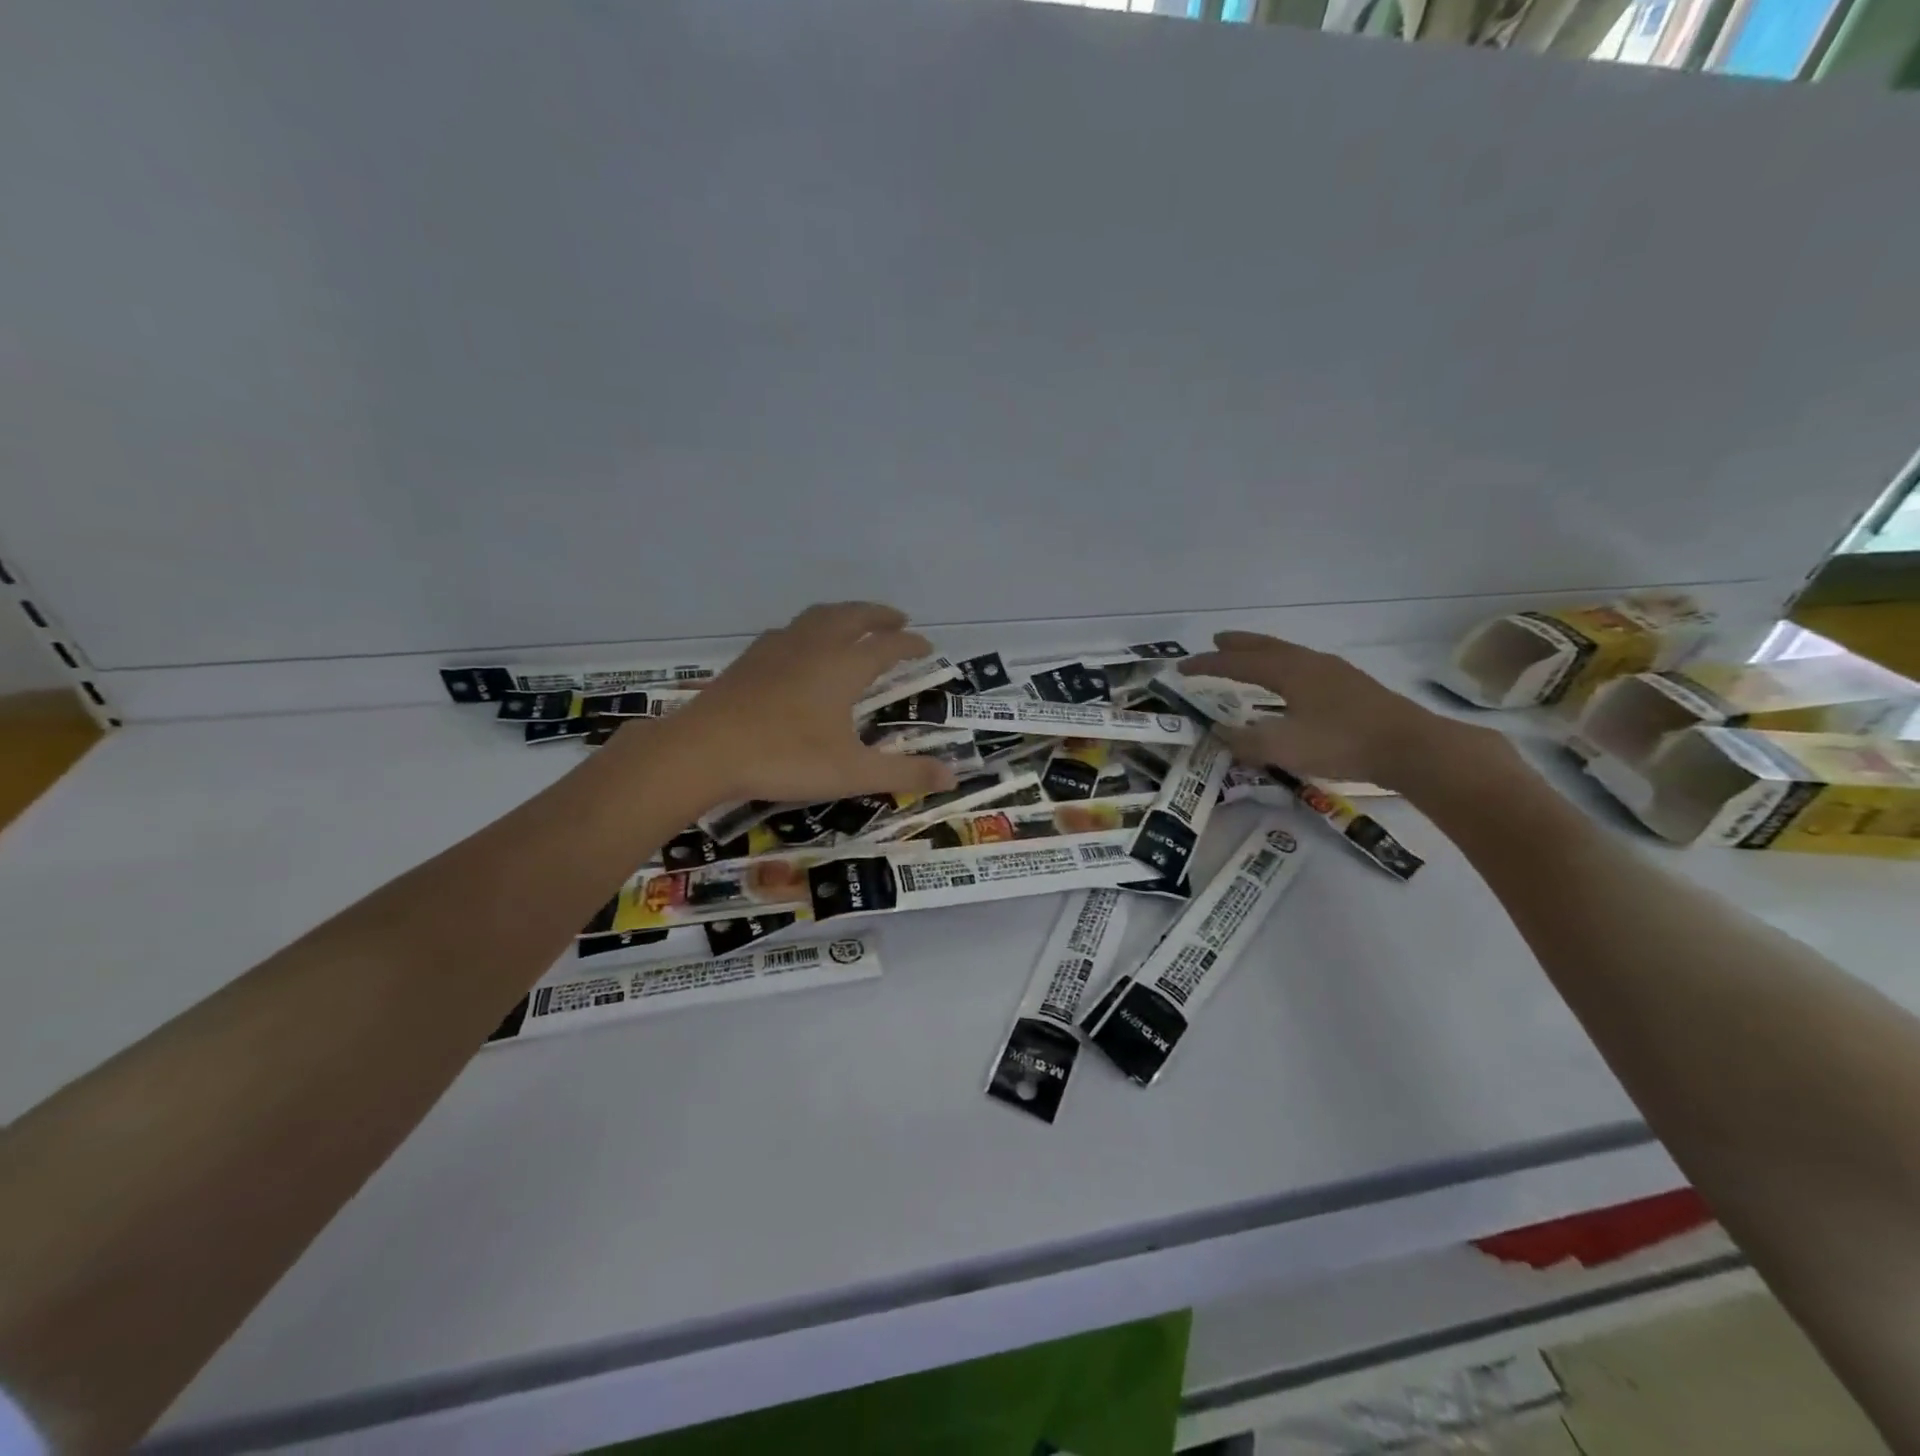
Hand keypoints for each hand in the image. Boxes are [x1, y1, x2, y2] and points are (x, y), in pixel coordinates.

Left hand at [645, 602, 959, 806]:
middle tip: (898, 620)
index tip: (927, 647)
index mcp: (844, 666)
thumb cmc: (784, 758)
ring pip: (818, 616)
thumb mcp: (852, 773)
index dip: (911, 644)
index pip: (887, 645)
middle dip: (879, 615)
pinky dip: (809, 629)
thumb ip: (904, 773)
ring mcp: (777, 648)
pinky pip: (789, 630)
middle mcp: (814, 646)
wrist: (703, 750)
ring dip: (844, 614)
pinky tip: (799, 646)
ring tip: (854, 623)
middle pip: (854, 616)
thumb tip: (953, 776)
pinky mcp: (749, 660)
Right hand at [1180, 631, 1478, 790]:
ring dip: (1263, 653)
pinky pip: (1305, 667)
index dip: (1208, 665)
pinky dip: (1284, 667)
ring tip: (1250, 658)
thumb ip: (1246, 741)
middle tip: (1216, 640)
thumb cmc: (1342, 743)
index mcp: (1291, 672)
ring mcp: (1335, 673)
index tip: (1181, 667)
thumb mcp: (1284, 747)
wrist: (1411, 747)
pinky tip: (1291, 683)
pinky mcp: (1352, 687)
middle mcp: (1311, 664)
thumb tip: (1218, 732)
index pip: (1239, 663)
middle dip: (1238, 645)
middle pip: (1266, 647)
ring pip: (1289, 655)